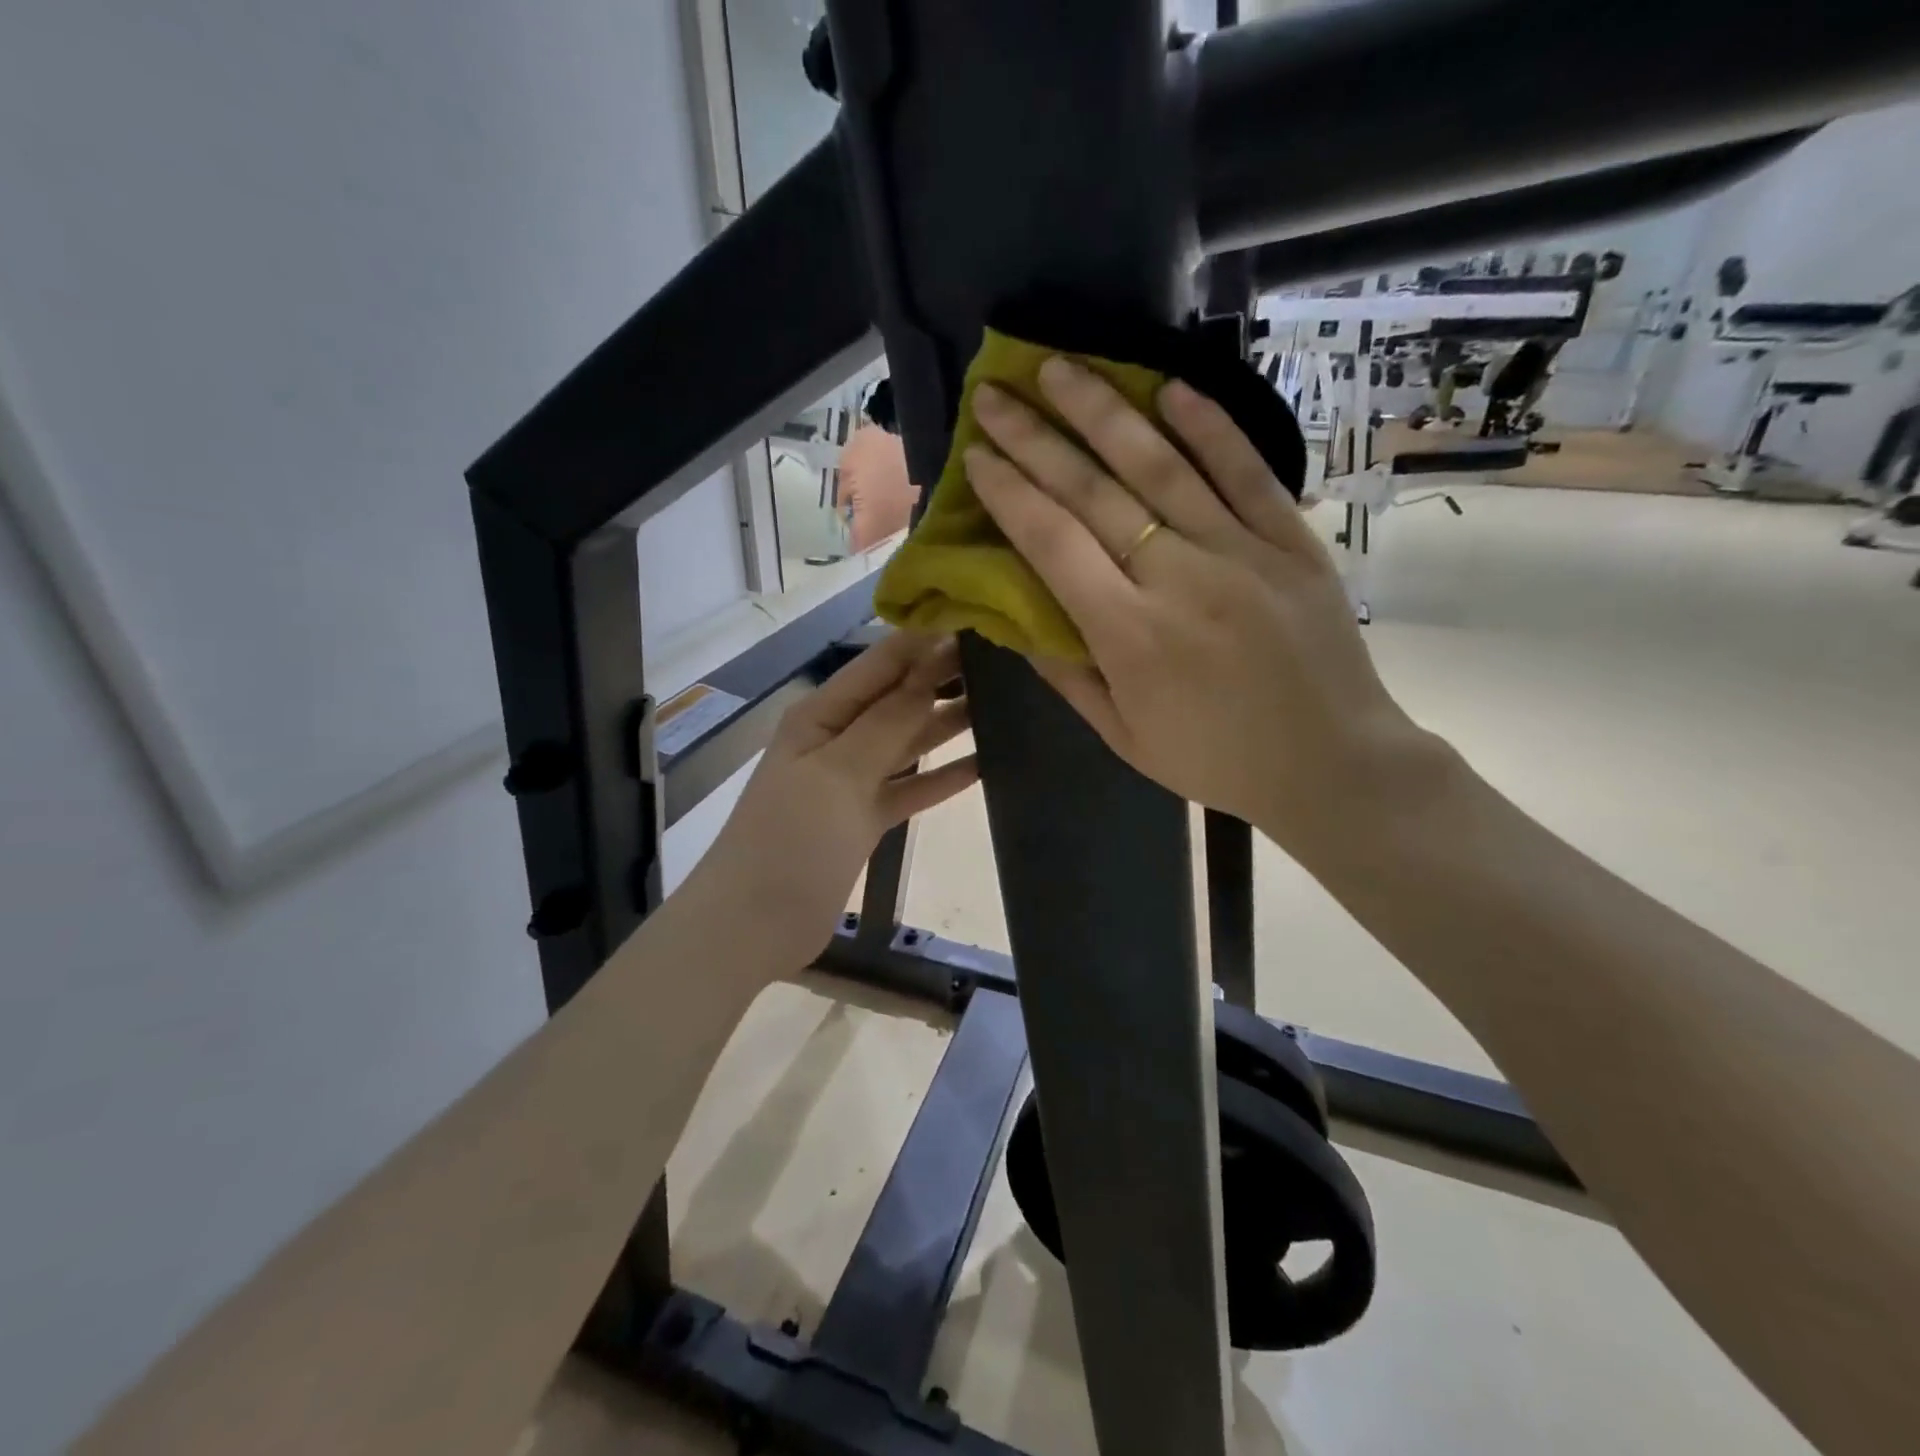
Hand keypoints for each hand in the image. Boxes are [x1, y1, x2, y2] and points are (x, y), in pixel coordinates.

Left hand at [689, 630, 976, 973]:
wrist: (753, 926)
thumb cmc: (790, 841)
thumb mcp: (839, 773)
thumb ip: (889, 722)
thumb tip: (930, 665)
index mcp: (821, 714)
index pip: (881, 664)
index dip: (926, 642)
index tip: (980, 622)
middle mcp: (838, 738)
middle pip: (898, 699)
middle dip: (943, 679)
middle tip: (1007, 663)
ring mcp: (852, 780)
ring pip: (908, 741)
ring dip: (947, 724)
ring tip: (1004, 705)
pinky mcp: (866, 818)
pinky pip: (911, 787)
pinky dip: (941, 776)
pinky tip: (984, 764)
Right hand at [965, 359, 1441, 862]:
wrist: (1331, 764)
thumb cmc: (1215, 760)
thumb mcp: (1122, 738)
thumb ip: (1066, 674)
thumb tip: (1012, 616)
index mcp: (1129, 636)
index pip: (1053, 544)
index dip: (1010, 494)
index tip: (977, 456)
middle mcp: (1178, 579)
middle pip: (1094, 493)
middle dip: (1035, 438)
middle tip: (995, 394)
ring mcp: (1241, 552)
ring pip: (1162, 465)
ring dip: (1105, 410)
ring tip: (1061, 366)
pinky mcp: (1291, 541)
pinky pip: (1246, 471)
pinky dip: (1209, 425)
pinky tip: (1169, 385)